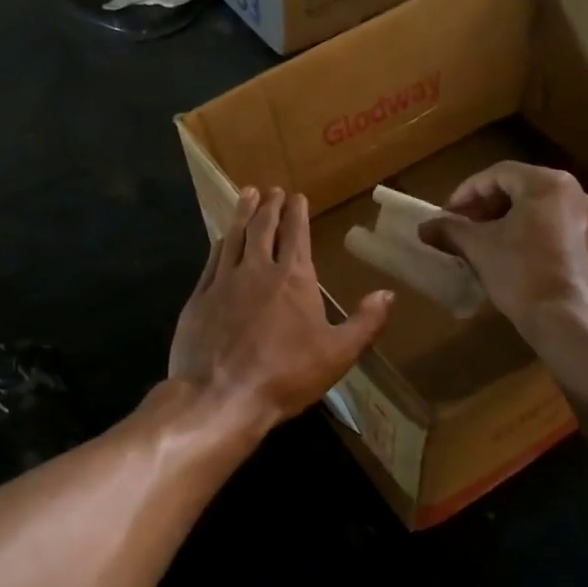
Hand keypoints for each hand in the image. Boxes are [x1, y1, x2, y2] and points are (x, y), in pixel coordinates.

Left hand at [170, 188, 391, 435]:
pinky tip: (222, 238)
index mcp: (293, 279)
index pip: (296, 234)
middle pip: (264, 228)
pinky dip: (221, 243)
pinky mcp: (199, 297)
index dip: (297, 212)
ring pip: (235, 236)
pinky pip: (212, 260)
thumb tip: (388, 293)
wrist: (221, 396)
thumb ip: (365, 322)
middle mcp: (257, 269)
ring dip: (243, 213)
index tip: (296, 195)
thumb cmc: (285, 375)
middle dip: (270, 205)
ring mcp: (224, 281)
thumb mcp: (338, 354)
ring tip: (247, 195)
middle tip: (272, 190)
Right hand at [417, 163, 587, 334]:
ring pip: (539, 210)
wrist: (572, 322)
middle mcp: (576, 193)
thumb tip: (424, 227)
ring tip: (483, 243)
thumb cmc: (522, 274)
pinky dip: (530, 235)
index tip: (446, 213)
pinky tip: (512, 258)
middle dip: (486, 207)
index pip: (498, 174)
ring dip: (507, 221)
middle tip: (462, 226)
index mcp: (548, 184)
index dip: (466, 192)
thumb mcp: (478, 248)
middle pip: (521, 189)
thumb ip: (450, 230)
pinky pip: (556, 229)